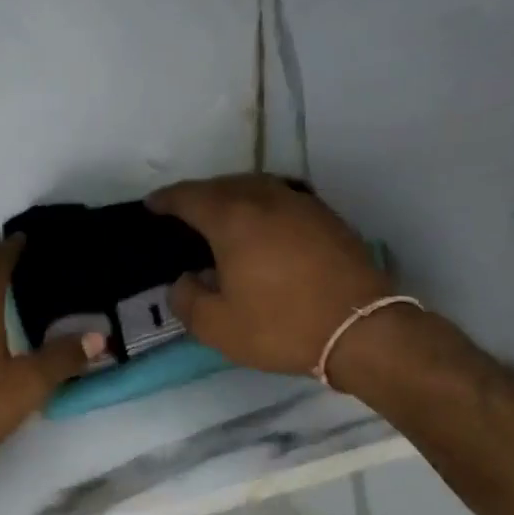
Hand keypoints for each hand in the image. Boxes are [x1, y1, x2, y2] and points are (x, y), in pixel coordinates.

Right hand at [148, 174, 397, 377]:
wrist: (361, 329)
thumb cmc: (281, 325)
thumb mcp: (218, 326)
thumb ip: (187, 299)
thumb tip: (186, 280)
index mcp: (232, 219)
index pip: (189, 197)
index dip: (166, 200)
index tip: (152, 205)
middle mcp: (266, 200)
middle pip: (223, 185)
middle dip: (198, 194)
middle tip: (183, 211)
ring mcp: (301, 205)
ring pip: (256, 187)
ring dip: (232, 196)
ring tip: (221, 215)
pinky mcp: (327, 218)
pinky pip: (282, 199)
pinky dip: (261, 206)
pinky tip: (262, 227)